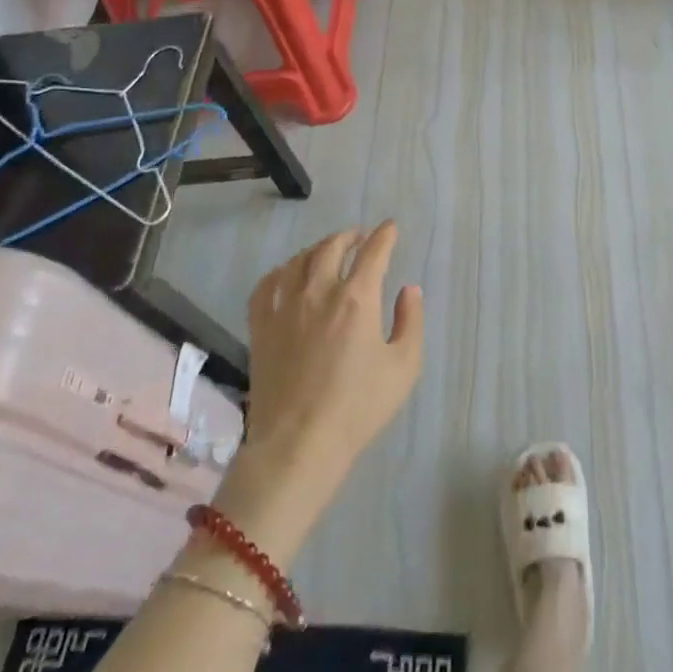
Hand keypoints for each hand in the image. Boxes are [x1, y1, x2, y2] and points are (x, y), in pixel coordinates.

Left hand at [222, 224, 423, 553]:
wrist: (299, 444)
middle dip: (349, 236)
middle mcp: (319, 292)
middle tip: (359, 236)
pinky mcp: (261, 326)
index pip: (374, 252)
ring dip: (317, 249)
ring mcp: (285, 307)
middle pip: (332, 247)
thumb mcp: (404, 367)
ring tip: (326, 251)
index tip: (390, 227)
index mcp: (357, 299)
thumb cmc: (358, 407)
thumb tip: (409, 289)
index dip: (384, 235)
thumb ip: (411, 321)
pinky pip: (266, 285)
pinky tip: (286, 274)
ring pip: (299, 260)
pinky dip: (279, 272)